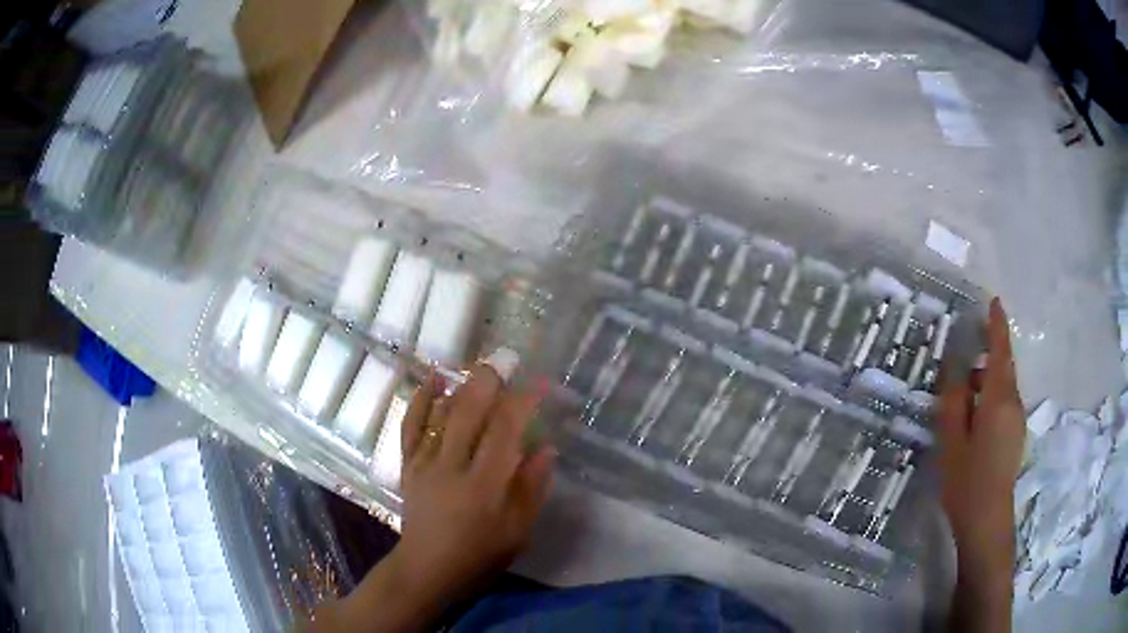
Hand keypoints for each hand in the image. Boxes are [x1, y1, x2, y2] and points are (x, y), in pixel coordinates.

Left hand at [395, 351, 554, 607]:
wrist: (428, 568)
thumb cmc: (480, 554)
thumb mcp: (518, 530)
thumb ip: (532, 487)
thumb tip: (545, 447)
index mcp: (484, 485)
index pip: (504, 432)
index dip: (522, 403)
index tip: (538, 386)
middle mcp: (452, 467)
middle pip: (469, 413)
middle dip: (489, 383)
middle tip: (507, 363)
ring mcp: (425, 463)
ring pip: (442, 415)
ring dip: (462, 387)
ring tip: (482, 370)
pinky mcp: (408, 465)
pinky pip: (412, 426)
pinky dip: (421, 400)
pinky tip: (433, 380)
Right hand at [937, 298, 1024, 629]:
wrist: (988, 521)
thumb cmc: (967, 481)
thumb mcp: (951, 441)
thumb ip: (953, 401)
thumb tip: (954, 368)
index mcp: (998, 399)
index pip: (1000, 351)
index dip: (997, 325)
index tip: (994, 301)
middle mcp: (1013, 403)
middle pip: (1002, 368)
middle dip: (987, 355)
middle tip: (963, 356)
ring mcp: (1017, 421)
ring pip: (1002, 388)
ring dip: (985, 382)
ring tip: (961, 395)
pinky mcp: (1015, 436)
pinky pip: (1004, 404)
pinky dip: (989, 399)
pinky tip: (972, 419)